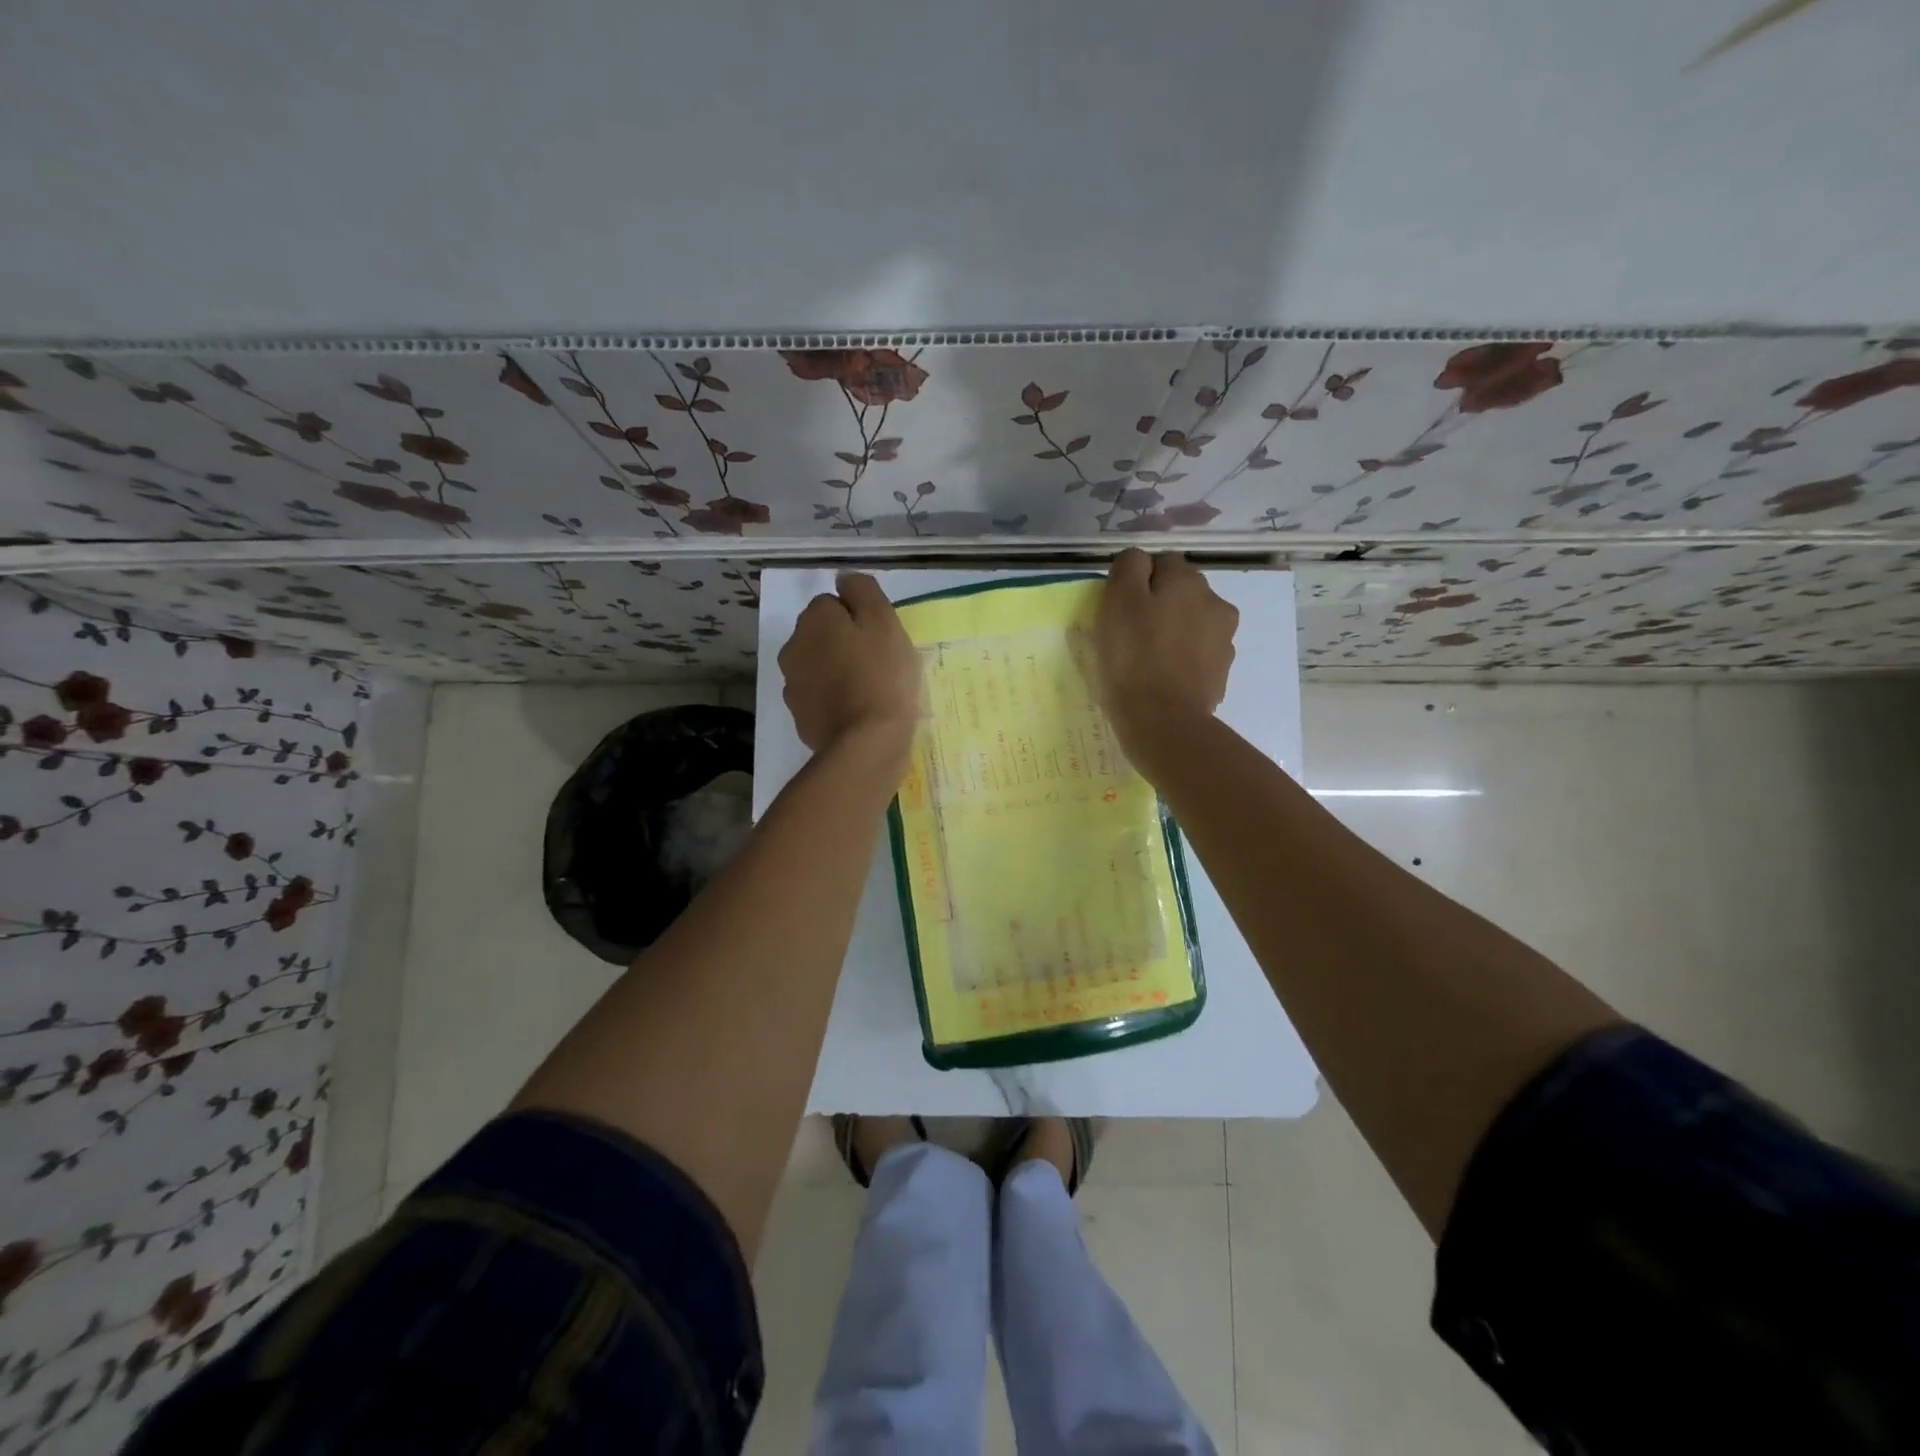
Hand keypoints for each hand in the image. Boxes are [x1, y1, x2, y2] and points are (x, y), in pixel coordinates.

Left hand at [779, 574, 922, 754]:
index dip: (858, 618)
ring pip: (817, 666)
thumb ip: (862, 591)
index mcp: (814, 619)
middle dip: (842, 642)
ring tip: (867, 689)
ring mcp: (792, 684)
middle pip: (821, 635)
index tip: (879, 638)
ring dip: (835, 670)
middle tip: (876, 662)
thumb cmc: (882, 675)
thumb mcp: (884, 621)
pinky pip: (818, 697)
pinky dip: (832, 699)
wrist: (867, 742)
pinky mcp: (799, 716)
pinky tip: (855, 712)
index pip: (832, 603)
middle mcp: (793, 646)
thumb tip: (844, 580)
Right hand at [1094, 550, 1237, 771]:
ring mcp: (1223, 640)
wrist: (1164, 721)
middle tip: (1131, 633)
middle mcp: (1215, 603)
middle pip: (1181, 592)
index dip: (1138, 581)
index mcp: (1188, 581)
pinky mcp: (1221, 673)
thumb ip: (1129, 567)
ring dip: (1174, 632)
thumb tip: (1139, 560)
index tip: (1120, 607)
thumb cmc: (1133, 657)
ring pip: (1192, 624)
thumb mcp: (1118, 600)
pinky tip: (1162, 679)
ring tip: (1148, 659)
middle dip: (1160, 604)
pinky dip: (1182, 660)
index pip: (1161, 562)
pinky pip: (1197, 656)